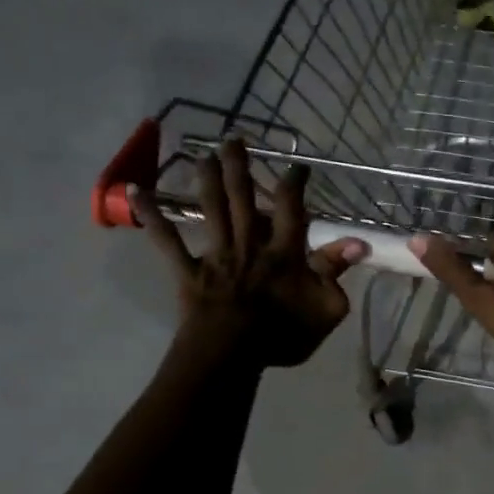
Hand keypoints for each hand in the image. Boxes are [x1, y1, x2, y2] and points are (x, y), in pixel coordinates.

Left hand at [129, 140, 367, 368]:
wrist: (233, 353)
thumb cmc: (283, 334)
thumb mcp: (325, 308)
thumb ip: (336, 272)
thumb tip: (358, 242)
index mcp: (283, 251)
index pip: (290, 208)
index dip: (294, 183)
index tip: (297, 166)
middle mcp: (248, 243)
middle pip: (243, 197)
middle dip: (240, 166)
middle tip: (234, 139)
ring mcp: (216, 254)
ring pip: (211, 208)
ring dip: (207, 179)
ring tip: (204, 155)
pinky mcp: (189, 270)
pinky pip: (166, 240)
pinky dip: (151, 216)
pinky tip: (135, 192)